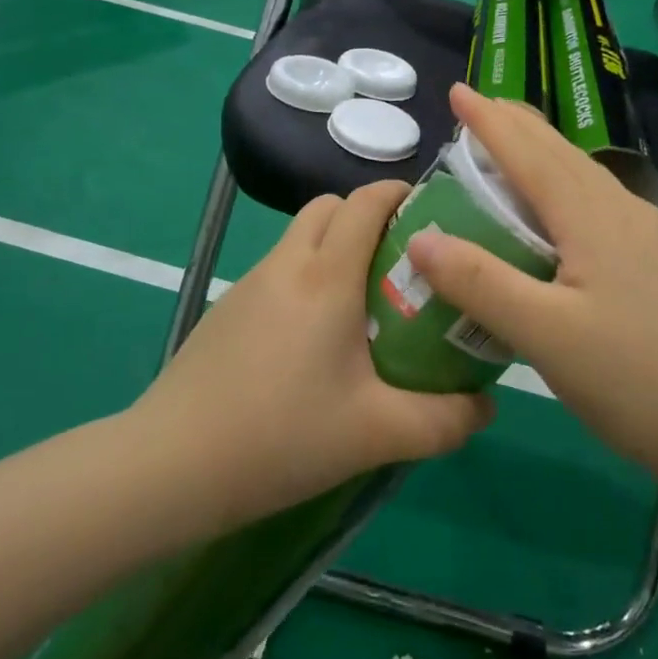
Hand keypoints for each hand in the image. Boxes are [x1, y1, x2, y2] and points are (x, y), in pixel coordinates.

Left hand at [133, 181, 494, 527]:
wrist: (170, 465)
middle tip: (402, 263)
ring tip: (366, 305)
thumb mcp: (378, 434)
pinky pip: (278, 272)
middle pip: (329, 206)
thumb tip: (487, 407)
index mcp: (325, 276)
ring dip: (335, 248)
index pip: (365, 201)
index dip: (400, 193)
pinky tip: (315, 342)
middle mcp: (285, 265)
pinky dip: (307, 279)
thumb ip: (444, 421)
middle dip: (367, 216)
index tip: (434, 213)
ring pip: (299, 238)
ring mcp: (249, 285)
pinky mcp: (227, 311)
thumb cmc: (281, 436)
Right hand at [407, 84, 657, 483]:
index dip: (490, 121)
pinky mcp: (655, 260)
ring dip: (540, 153)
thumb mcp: (542, 335)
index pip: (531, 153)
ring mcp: (647, 235)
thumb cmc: (629, 380)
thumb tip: (420, 238)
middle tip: (475, 108)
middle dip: (516, 125)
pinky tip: (553, 209)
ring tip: (507, 146)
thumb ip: (479, 282)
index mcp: (595, 217)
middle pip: (561, 153)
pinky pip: (596, 201)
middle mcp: (624, 211)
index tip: (457, 91)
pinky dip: (560, 186)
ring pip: (582, 175)